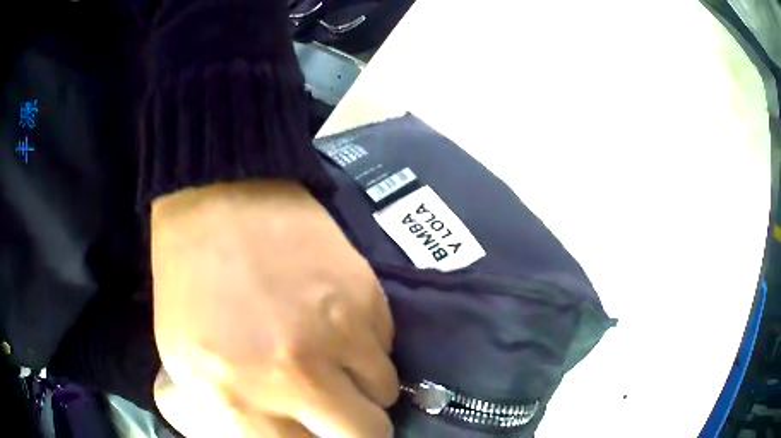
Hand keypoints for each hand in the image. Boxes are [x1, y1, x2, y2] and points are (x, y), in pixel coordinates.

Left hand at [150, 181, 397, 436]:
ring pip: (384, 393)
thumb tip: (281, 437)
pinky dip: (368, 347)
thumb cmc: (189, 287)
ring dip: (362, 386)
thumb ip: (232, 416)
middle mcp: (294, 379)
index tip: (314, 434)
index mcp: (234, 400)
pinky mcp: (366, 296)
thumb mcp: (184, 365)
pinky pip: (386, 346)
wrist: (216, 203)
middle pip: (366, 437)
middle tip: (339, 416)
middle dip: (356, 433)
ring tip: (335, 361)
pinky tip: (337, 322)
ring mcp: (337, 335)